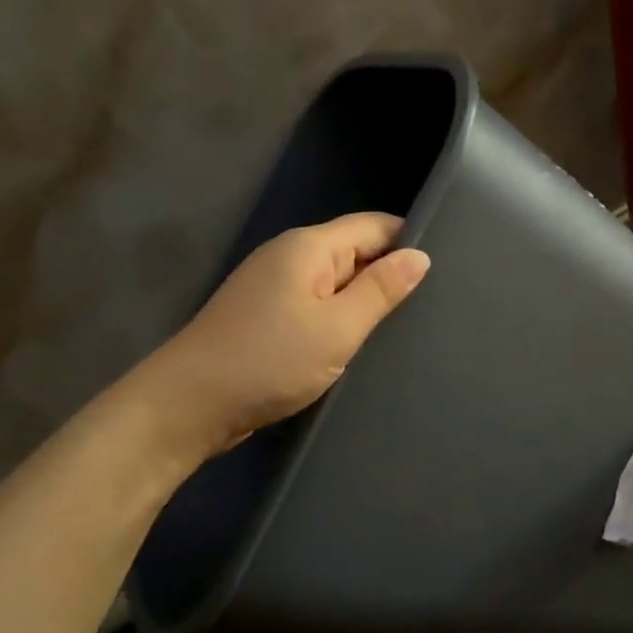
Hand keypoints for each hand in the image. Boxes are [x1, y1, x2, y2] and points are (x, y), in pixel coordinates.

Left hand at [122, 213, 429, 466]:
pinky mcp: (266, 316)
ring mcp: (274, 287)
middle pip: (355, 251)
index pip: (373, 225)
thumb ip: (381, 290)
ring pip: (336, 282)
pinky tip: (359, 342)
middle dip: (389, 273)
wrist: (187, 406)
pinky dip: (339, 319)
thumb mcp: (337, 328)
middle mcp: (290, 257)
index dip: (409, 240)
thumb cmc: (268, 361)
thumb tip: (420, 256)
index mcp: (308, 247)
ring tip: (404, 326)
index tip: (446, 268)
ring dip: (364, 301)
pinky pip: (316, 305)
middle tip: (433, 305)